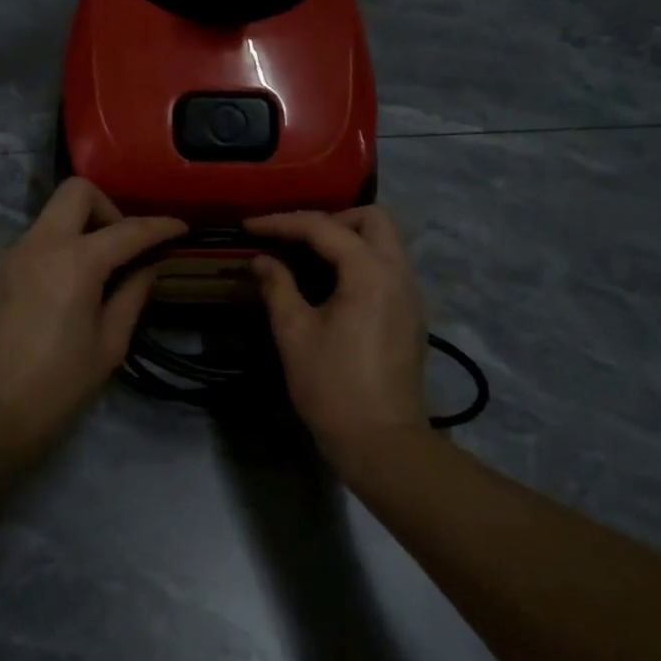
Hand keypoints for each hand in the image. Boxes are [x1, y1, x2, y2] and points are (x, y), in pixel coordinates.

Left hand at [0, 179, 185, 452]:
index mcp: (75, 263)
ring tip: (97, 270)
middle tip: (123, 245)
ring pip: (53, 215)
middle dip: (108, 207)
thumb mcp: (109, 345)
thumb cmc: (57, 385)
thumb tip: (147, 267)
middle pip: (77, 191)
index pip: (128, 230)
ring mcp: (12, 254)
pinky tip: (65, 287)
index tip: (181, 229)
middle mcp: (40, 245)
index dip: (160, 226)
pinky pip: (35, 241)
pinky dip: (58, 248)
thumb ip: (132, 296)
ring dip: (81, 229)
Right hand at [245, 207, 429, 476]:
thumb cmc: (333, 388)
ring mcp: (411, 293)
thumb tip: (261, 259)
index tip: (249, 226)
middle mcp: (399, 273)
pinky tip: (332, 283)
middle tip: (293, 238)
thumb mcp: (295, 334)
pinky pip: (388, 266)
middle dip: (330, 218)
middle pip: (373, 218)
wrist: (382, 442)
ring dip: (348, 237)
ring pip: (385, 241)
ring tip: (308, 256)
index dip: (282, 222)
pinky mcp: (411, 313)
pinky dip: (360, 259)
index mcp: (370, 273)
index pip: (324, 227)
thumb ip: (278, 287)